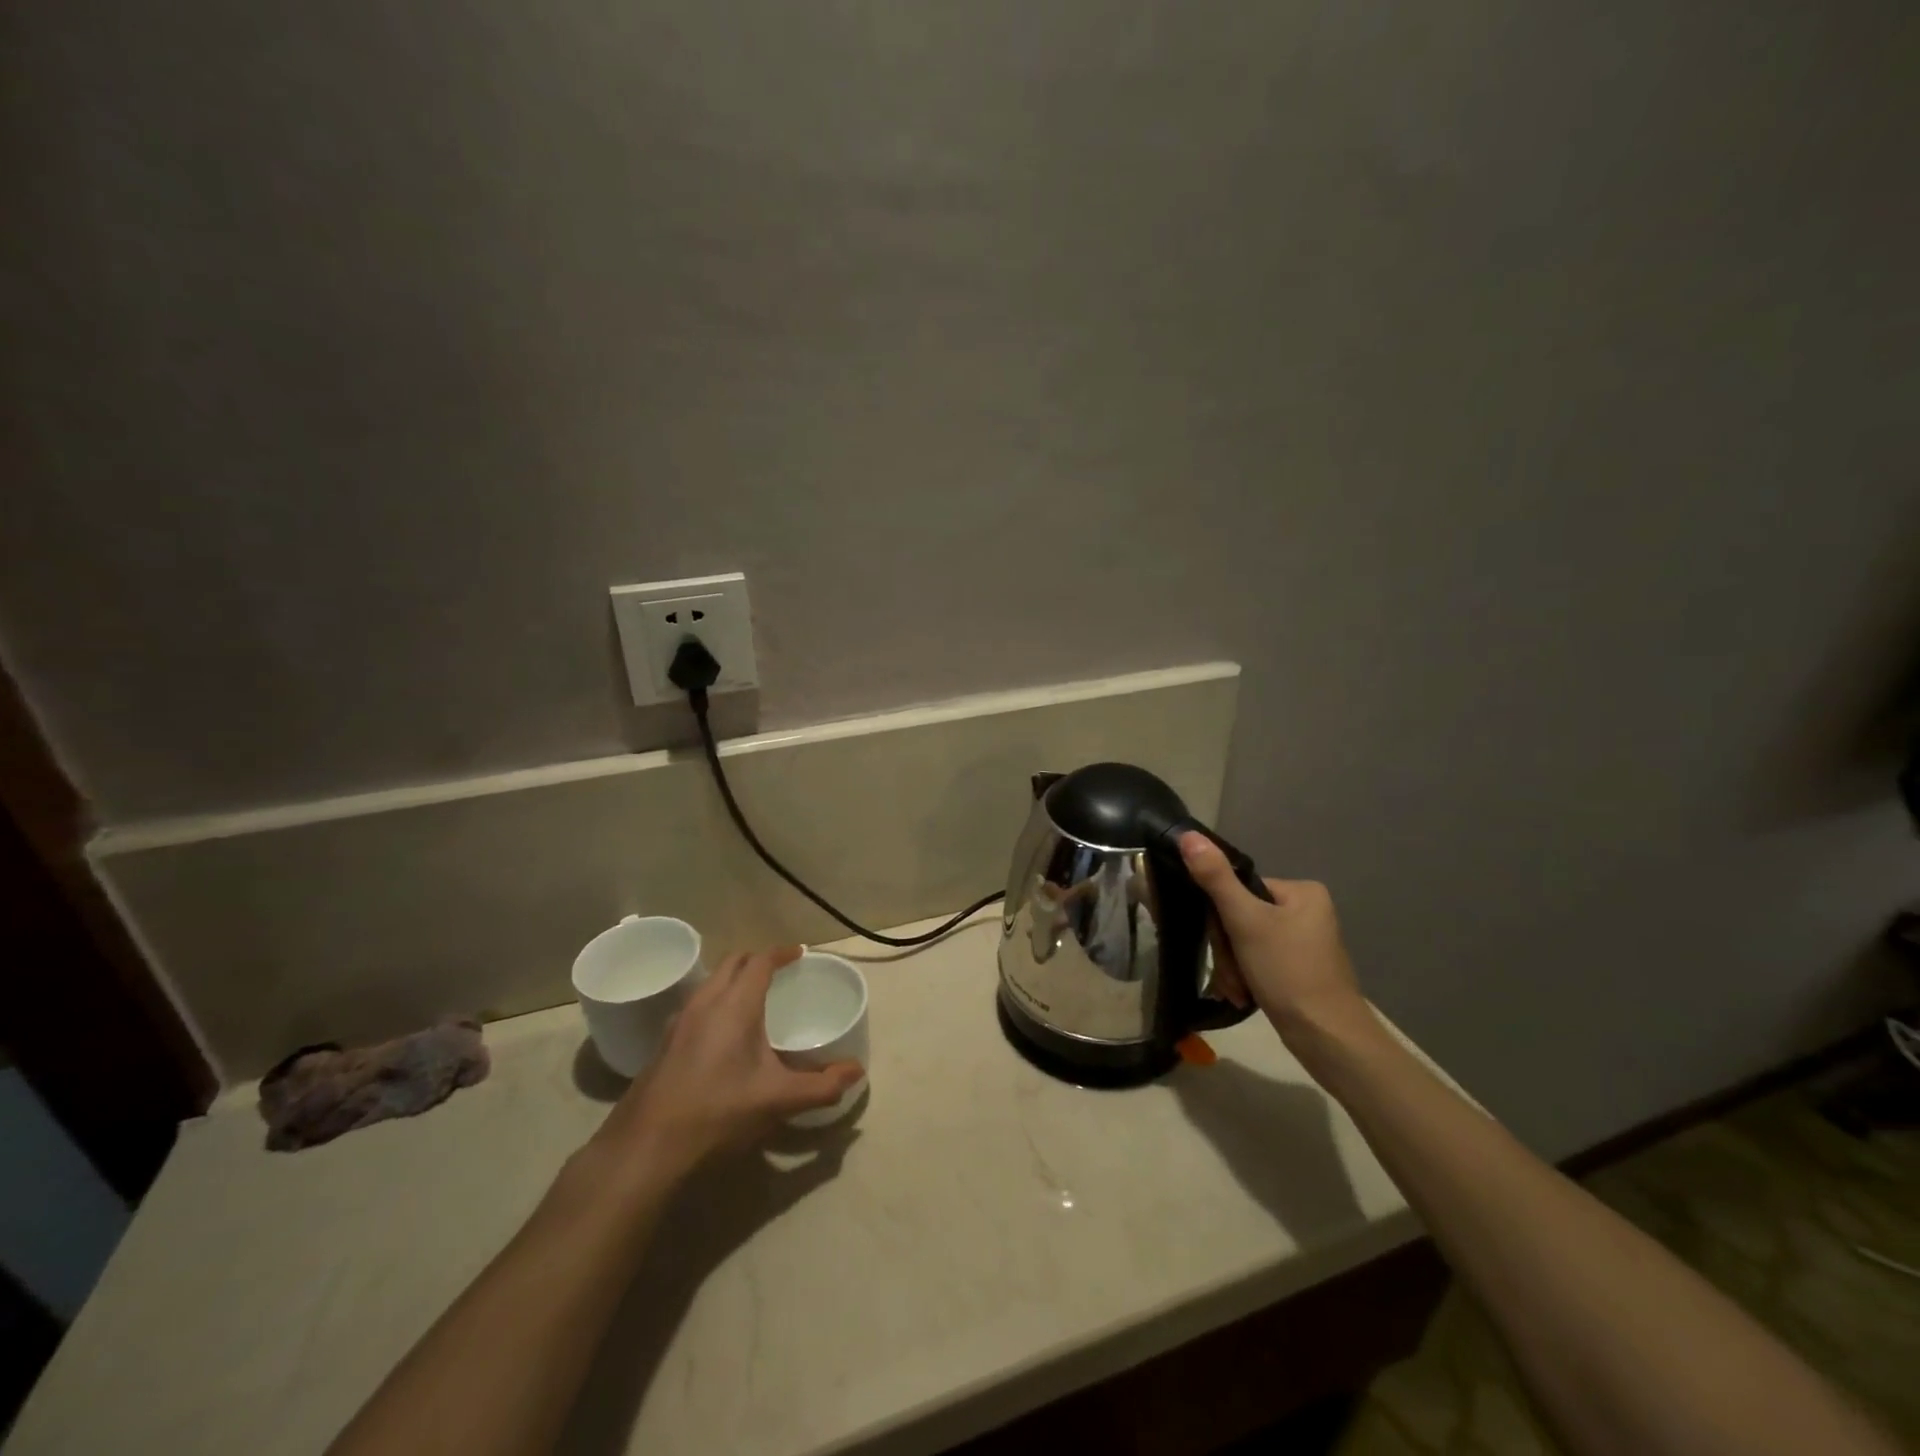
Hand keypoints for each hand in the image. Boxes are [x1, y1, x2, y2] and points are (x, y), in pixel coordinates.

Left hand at [592, 946, 863, 1181]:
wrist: (645, 1149)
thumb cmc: (718, 1113)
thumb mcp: (778, 1101)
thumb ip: (822, 1085)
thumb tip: (857, 1072)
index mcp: (735, 1005)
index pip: (760, 960)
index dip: (781, 952)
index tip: (799, 954)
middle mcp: (705, 1002)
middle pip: (732, 962)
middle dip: (757, 960)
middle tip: (779, 972)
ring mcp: (679, 1022)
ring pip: (710, 982)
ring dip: (733, 980)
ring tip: (753, 1000)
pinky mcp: (664, 1043)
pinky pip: (696, 1004)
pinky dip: (716, 1002)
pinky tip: (723, 1035)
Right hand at [1178, 833, 1368, 1043]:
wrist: (1328, 1039)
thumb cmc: (1289, 972)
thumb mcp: (1246, 922)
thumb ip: (1215, 878)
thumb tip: (1187, 835)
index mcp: (1301, 891)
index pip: (1239, 890)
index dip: (1222, 918)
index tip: (1224, 944)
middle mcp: (1306, 911)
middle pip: (1241, 918)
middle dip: (1229, 950)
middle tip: (1233, 975)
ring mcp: (1304, 942)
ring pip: (1246, 942)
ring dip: (1234, 967)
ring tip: (1239, 990)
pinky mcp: (1299, 969)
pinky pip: (1258, 961)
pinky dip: (1247, 978)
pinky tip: (1245, 996)